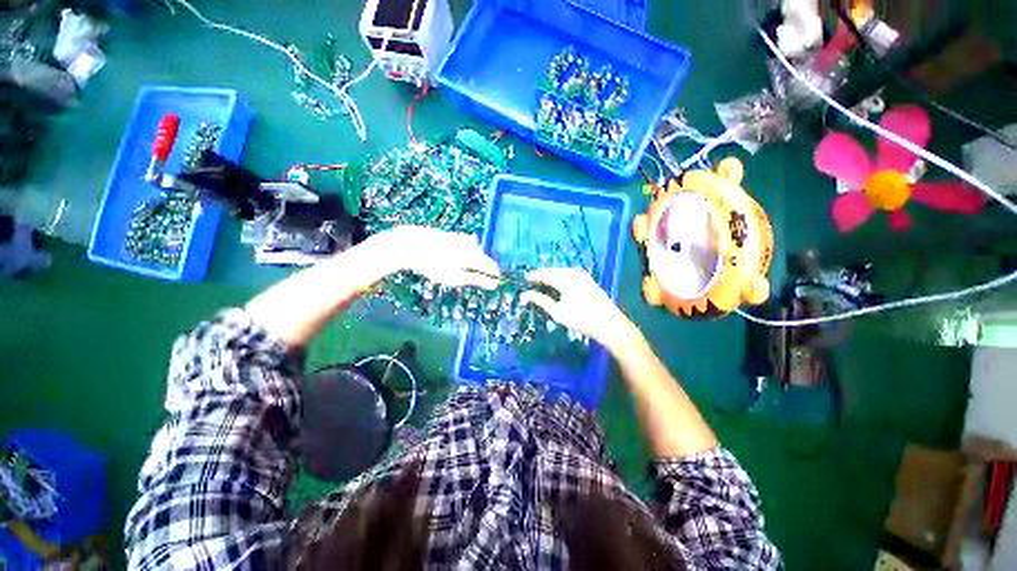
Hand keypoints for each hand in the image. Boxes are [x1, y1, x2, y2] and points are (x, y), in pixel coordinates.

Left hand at [372, 226, 500, 288]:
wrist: (412, 245)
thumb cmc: (435, 265)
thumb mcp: (456, 277)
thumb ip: (477, 280)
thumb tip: (494, 284)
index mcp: (476, 255)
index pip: (493, 267)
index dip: (493, 278)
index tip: (491, 285)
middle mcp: (473, 244)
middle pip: (485, 260)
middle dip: (481, 271)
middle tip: (468, 280)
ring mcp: (464, 238)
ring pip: (475, 254)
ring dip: (472, 264)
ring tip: (458, 271)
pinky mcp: (455, 236)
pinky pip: (467, 248)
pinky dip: (464, 256)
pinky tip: (452, 261)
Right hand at [521, 268, 642, 352]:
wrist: (610, 325)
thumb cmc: (582, 319)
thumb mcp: (557, 311)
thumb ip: (540, 300)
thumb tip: (524, 294)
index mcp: (566, 277)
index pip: (545, 273)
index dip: (533, 276)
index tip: (523, 279)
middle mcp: (575, 273)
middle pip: (554, 271)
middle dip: (542, 275)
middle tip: (530, 281)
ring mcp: (583, 276)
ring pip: (562, 273)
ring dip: (551, 277)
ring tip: (541, 283)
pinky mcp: (588, 282)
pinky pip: (569, 276)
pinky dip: (560, 280)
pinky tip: (556, 286)